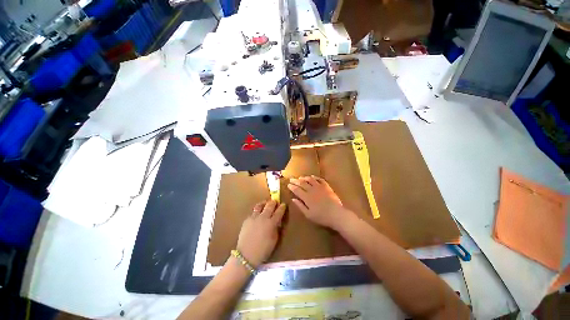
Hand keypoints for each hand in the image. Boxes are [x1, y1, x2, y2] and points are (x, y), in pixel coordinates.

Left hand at [236, 200, 285, 266]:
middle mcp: (263, 217)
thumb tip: (277, 221)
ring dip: (264, 203)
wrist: (246, 255)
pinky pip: (253, 212)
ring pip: (260, 205)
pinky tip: (257, 213)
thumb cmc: (263, 250)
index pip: (279, 212)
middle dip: (273, 202)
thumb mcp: (274, 240)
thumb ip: (276, 228)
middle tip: (275, 201)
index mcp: (271, 223)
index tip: (284, 204)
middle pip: (270, 205)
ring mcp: (254, 217)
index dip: (282, 207)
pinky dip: (257, 210)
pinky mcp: (247, 219)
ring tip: (265, 203)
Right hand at [288, 176, 352, 229]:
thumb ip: (300, 206)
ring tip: (300, 177)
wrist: (336, 214)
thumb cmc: (321, 216)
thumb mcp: (308, 214)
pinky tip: (312, 176)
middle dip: (296, 181)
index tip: (288, 184)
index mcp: (306, 197)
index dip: (292, 187)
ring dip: (304, 178)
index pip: (297, 190)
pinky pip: (320, 179)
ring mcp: (319, 187)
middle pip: (302, 183)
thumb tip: (293, 199)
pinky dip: (315, 177)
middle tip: (291, 179)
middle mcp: (312, 190)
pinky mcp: (326, 186)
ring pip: (310, 180)